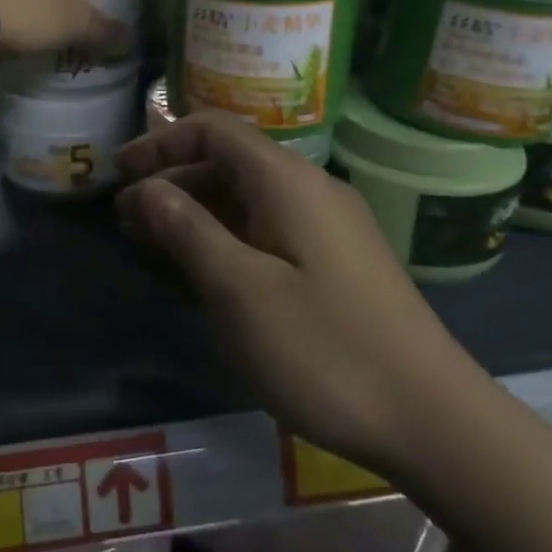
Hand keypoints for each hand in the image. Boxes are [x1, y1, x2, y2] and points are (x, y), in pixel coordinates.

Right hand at [116, 110, 477, 476]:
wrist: (434, 420)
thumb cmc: (324, 348)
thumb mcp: (238, 289)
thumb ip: (186, 229)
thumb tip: (146, 188)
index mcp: (286, 180)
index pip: (213, 130)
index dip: (160, 144)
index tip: (118, 174)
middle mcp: (309, 190)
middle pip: (227, 163)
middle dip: (171, 182)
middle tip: (125, 220)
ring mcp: (327, 228)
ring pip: (246, 200)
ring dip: (195, 213)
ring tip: (151, 245)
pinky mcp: (336, 264)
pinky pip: (267, 231)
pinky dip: (226, 240)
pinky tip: (202, 273)